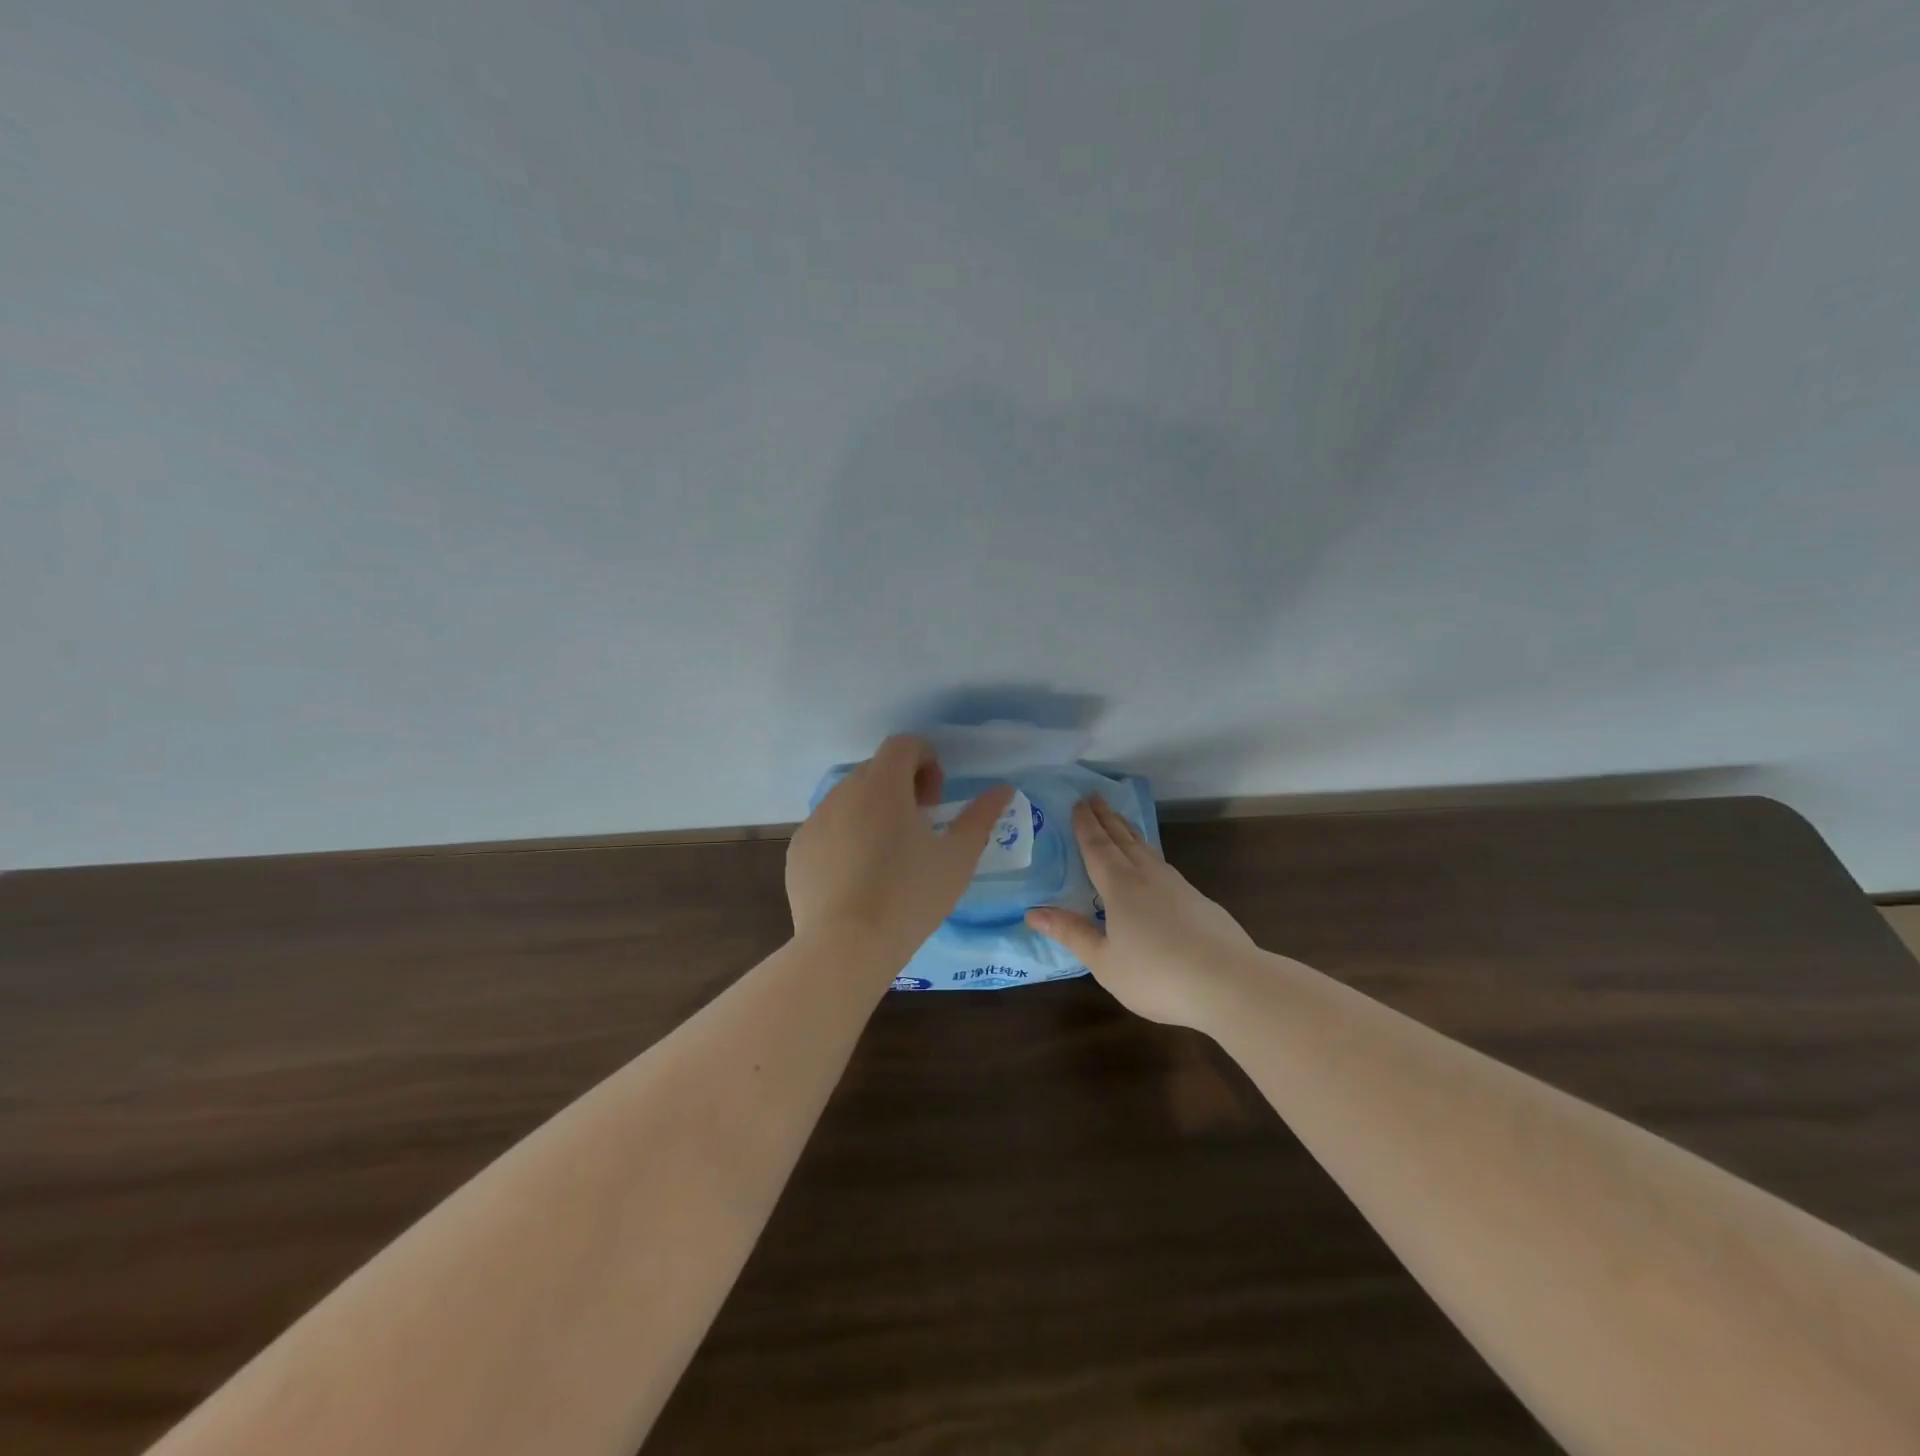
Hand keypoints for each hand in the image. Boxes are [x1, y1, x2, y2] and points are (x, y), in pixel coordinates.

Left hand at [786, 735, 1014, 970]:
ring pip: (849, 799)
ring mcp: (815, 821)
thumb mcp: (957, 858)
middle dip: (901, 787)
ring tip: (889, 856)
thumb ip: (981, 816)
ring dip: (873, 811)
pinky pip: (828, 829)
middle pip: (876, 770)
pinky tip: (859, 878)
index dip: (926, 762)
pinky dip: (846, 837)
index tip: (936, 801)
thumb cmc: (910, 896)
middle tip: (919, 827)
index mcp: (883, 784)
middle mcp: (843, 791)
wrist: (846, 947)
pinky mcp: (798, 850)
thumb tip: (1003, 790)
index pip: (904, 745)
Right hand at [1026, 797, 1254, 1025]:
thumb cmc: (1157, 975)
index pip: (1097, 848)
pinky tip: (1152, 862)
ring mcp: (1177, 886)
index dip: (1085, 826)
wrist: (1230, 983)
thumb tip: (1033, 912)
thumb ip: (1071, 933)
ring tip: (1119, 819)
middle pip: (1122, 839)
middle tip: (1093, 796)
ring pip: (1146, 849)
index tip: (1077, 803)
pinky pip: (1163, 864)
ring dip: (1128, 831)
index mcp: (1120, 887)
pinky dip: (1149, 852)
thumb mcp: (1104, 961)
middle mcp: (1147, 877)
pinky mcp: (1198, 901)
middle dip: (1106, 818)